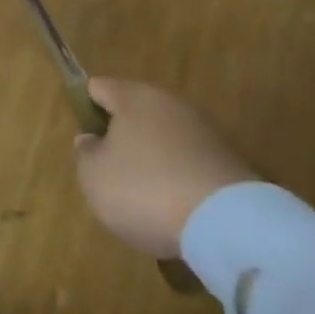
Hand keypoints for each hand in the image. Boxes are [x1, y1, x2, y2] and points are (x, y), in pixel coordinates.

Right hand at [74, 78, 257, 257]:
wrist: (228, 225)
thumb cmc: (144, 189)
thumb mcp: (93, 175)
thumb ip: (85, 152)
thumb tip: (92, 139)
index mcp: (135, 97)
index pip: (98, 88)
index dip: (85, 108)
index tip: (84, 139)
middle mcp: (172, 104)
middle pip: (136, 113)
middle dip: (121, 136)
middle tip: (109, 170)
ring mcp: (206, 132)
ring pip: (165, 139)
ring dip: (152, 159)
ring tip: (142, 196)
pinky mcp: (231, 163)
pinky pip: (189, 164)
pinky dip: (178, 180)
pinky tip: (173, 208)